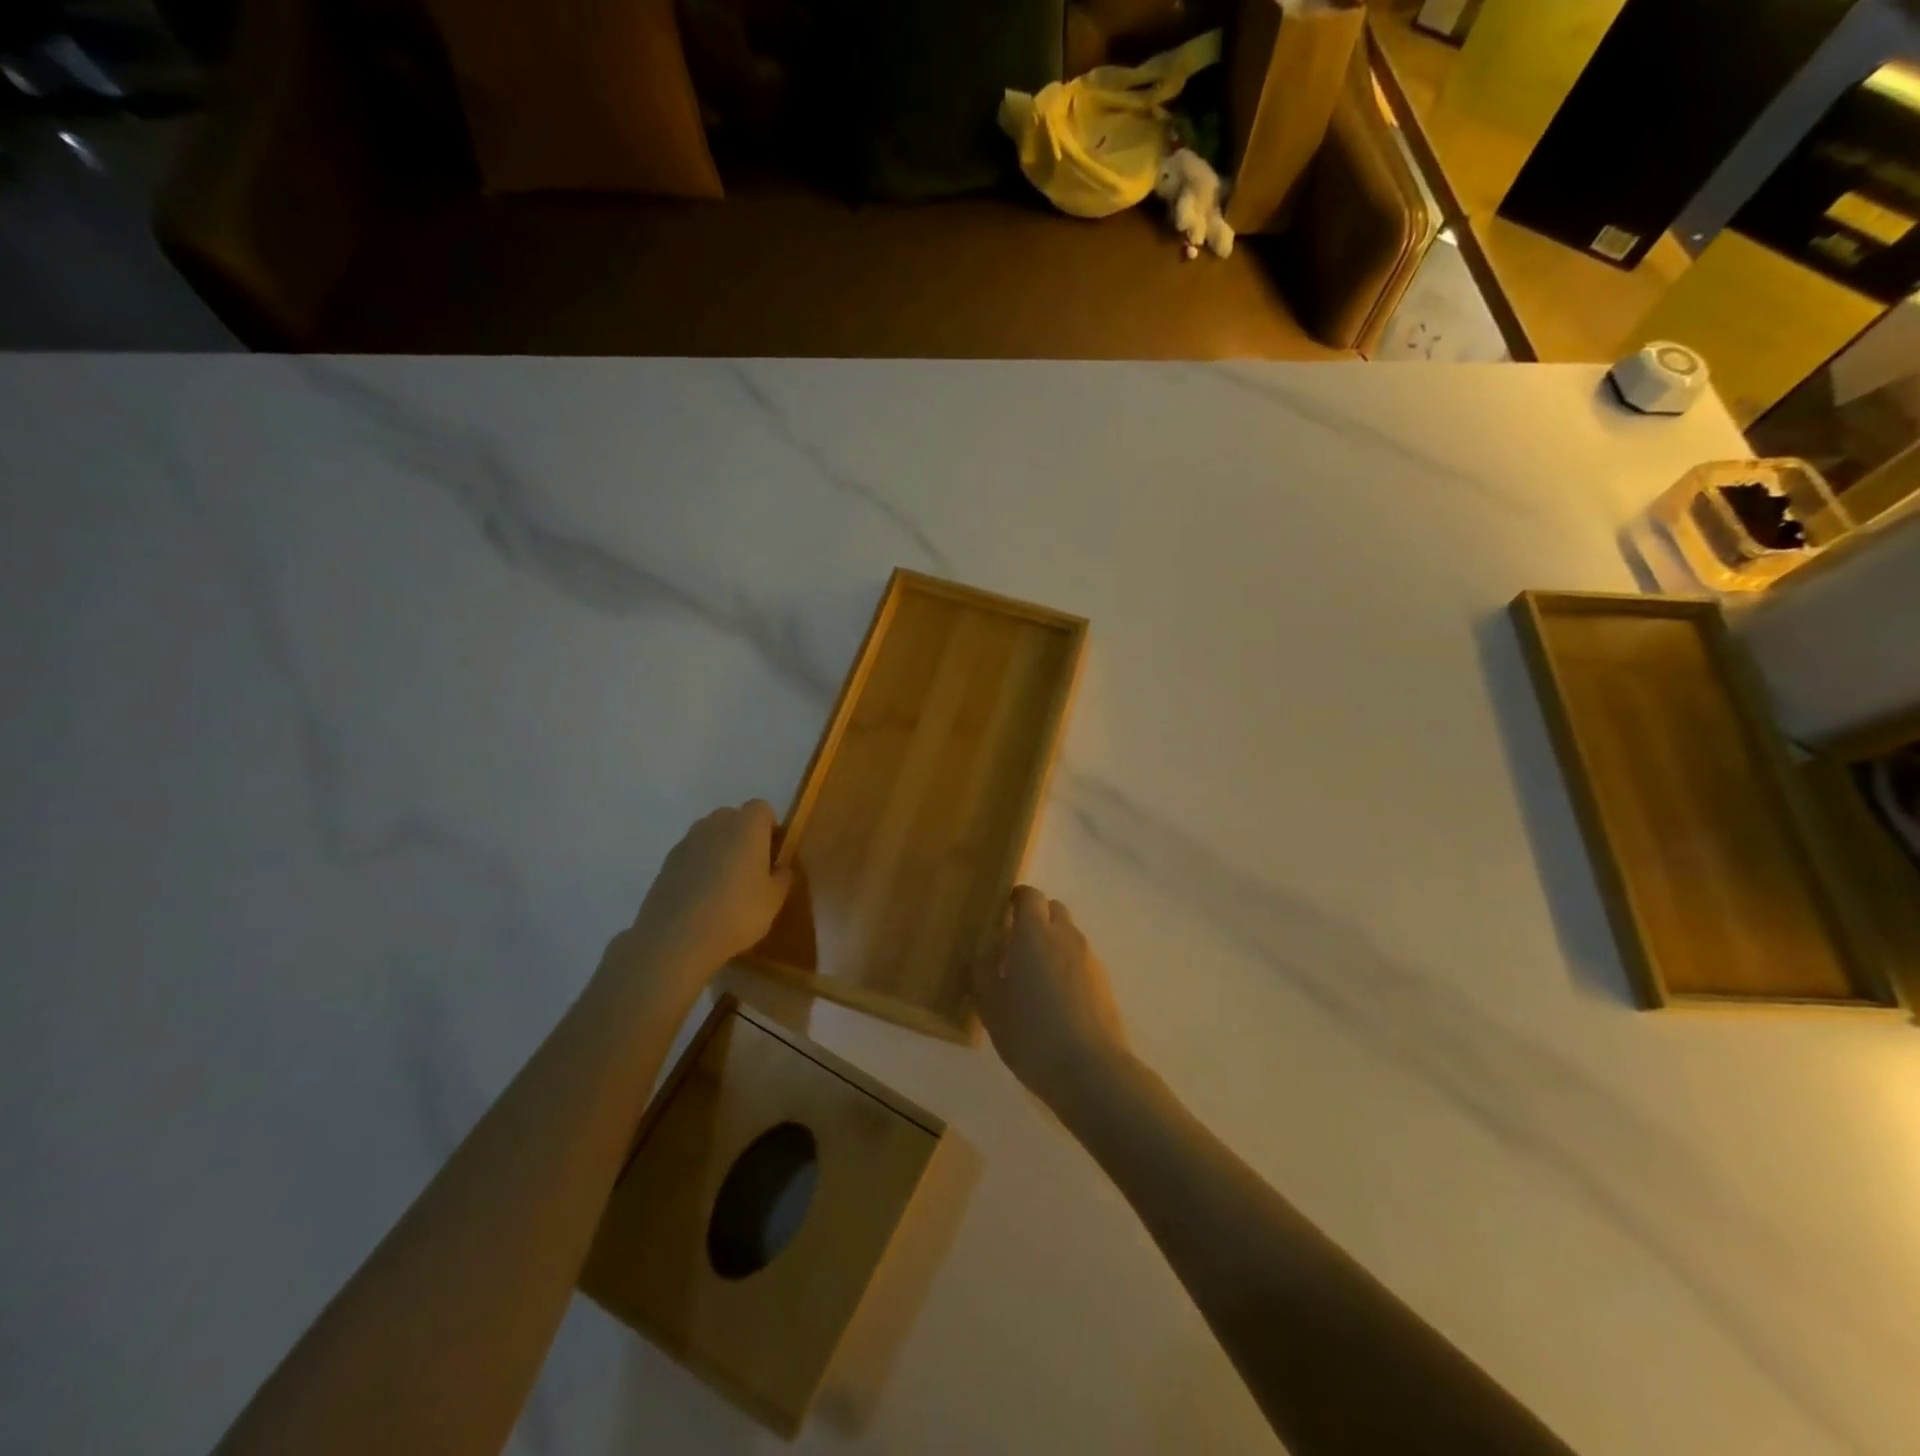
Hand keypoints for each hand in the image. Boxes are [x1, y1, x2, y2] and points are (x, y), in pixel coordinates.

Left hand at [628, 801, 792, 973]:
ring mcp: (687, 842)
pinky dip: (699, 867)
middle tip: (752, 868)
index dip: (770, 828)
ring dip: (720, 850)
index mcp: (747, 826)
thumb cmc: (736, 914)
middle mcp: (715, 824)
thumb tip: (779, 867)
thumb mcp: (774, 900)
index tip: (773, 855)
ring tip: (725, 885)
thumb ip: (782, 877)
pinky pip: (691, 855)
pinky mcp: (666, 863)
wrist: (676, 939)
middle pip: (734, 817)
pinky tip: (702, 897)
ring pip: (710, 835)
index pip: (762, 808)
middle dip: (744, 836)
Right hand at [973, 886, 1128, 1114]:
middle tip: (1016, 945)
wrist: (1090, 1069)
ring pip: (1068, 935)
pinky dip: (1067, 966)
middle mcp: (1065, 936)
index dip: (1017, 899)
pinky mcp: (1104, 982)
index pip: (1030, 896)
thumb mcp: (990, 1006)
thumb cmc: (1030, 1033)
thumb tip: (982, 954)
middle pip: (1053, 909)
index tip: (1003, 913)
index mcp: (1034, 934)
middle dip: (1036, 918)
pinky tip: (1055, 999)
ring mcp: (1089, 958)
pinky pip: (1080, 960)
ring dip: (1052, 944)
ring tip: (1035, 977)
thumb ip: (982, 972)